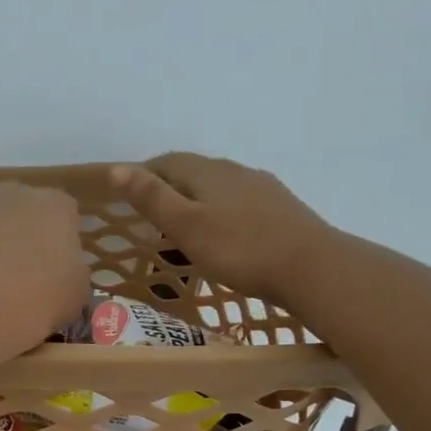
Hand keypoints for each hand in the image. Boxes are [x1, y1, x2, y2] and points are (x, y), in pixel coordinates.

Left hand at [0, 183, 89, 341]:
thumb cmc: (31, 305)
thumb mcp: (73, 299)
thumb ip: (71, 275)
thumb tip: (61, 272)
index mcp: (57, 208)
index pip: (61, 218)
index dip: (51, 246)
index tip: (42, 276)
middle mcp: (16, 190)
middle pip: (17, 211)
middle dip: (12, 237)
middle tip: (3, 278)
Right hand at [110, 153, 331, 302]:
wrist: (312, 268)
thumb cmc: (240, 249)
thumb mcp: (186, 226)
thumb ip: (152, 198)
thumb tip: (117, 169)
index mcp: (208, 172)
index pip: (168, 162)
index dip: (143, 173)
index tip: (125, 193)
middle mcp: (236, 171)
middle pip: (194, 172)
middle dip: (169, 186)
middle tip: (148, 214)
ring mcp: (262, 189)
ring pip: (218, 187)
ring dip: (196, 200)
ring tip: (182, 227)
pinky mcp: (280, 210)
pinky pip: (239, 203)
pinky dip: (220, 213)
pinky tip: (223, 235)